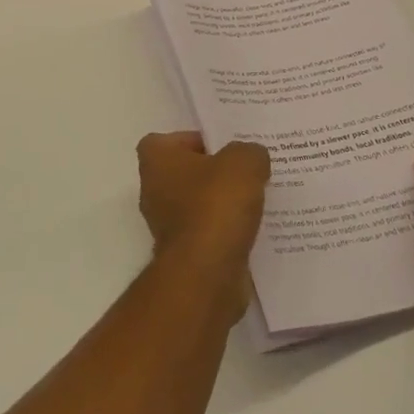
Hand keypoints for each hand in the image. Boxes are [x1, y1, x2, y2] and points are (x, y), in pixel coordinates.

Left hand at [136, 133, 268, 303]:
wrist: (206, 273)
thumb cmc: (215, 206)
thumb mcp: (243, 163)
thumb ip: (249, 152)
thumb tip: (252, 157)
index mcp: (156, 160)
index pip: (169, 140)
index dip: (195, 140)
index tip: (225, 146)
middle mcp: (153, 190)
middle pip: (186, 172)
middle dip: (215, 172)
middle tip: (248, 170)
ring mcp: (167, 225)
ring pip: (199, 204)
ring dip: (223, 203)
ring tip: (259, 198)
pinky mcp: (185, 253)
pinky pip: (209, 232)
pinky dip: (227, 230)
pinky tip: (256, 228)